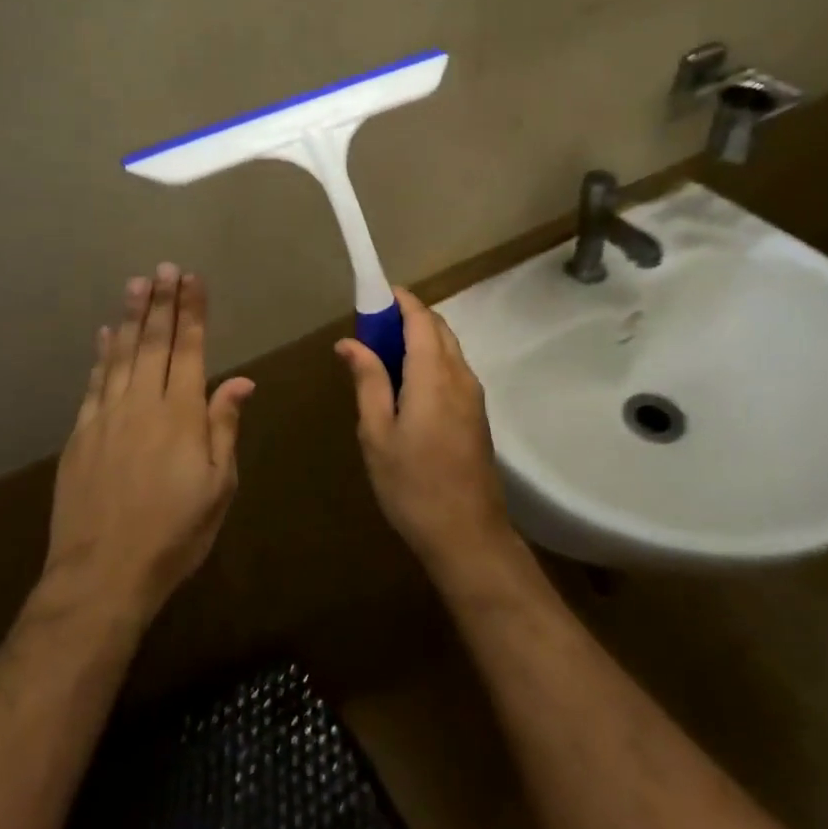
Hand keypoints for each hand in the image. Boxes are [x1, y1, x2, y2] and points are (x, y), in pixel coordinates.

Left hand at [40, 265, 253, 625]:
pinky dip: (100, 355)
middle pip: (154, 342)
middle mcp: (143, 404)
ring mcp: (106, 416)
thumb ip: (224, 428)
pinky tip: (103, 335)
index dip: (192, 312)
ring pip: (120, 354)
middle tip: (164, 267)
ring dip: (130, 317)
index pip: (190, 349)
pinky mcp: (80, 434)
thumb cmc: (174, 534)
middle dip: (161, 302)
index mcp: (181, 414)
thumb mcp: (218, 486)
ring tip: (136, 284)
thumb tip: (239, 381)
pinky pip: (93, 382)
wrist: (101, 575)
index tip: (193, 279)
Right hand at [336, 288, 517, 580]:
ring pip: (448, 348)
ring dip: (420, 338)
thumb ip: (368, 381)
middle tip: (372, 327)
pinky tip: (408, 384)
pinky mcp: (477, 414)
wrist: (468, 535)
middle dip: (408, 317)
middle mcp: (460, 375)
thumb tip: (350, 342)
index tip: (375, 294)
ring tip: (384, 354)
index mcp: (433, 375)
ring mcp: (473, 395)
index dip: (400, 300)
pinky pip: (453, 369)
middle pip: (438, 328)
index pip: (420, 319)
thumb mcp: (377, 434)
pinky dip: (431, 359)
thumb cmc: (412, 485)